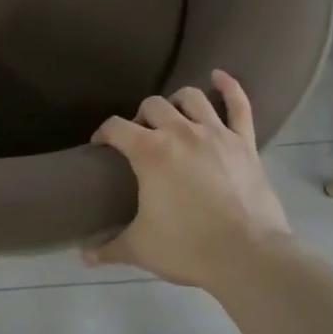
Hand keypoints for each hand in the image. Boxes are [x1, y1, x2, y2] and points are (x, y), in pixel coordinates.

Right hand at [87, 70, 299, 293]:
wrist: (249, 256)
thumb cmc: (188, 247)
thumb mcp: (141, 248)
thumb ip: (109, 248)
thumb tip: (83, 256)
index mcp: (149, 151)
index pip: (115, 127)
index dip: (103, 133)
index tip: (101, 146)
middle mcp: (180, 132)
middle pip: (152, 105)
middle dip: (141, 117)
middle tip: (141, 138)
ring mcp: (216, 134)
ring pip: (191, 97)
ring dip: (177, 102)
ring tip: (173, 116)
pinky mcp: (245, 143)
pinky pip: (239, 105)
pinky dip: (229, 87)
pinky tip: (219, 76)